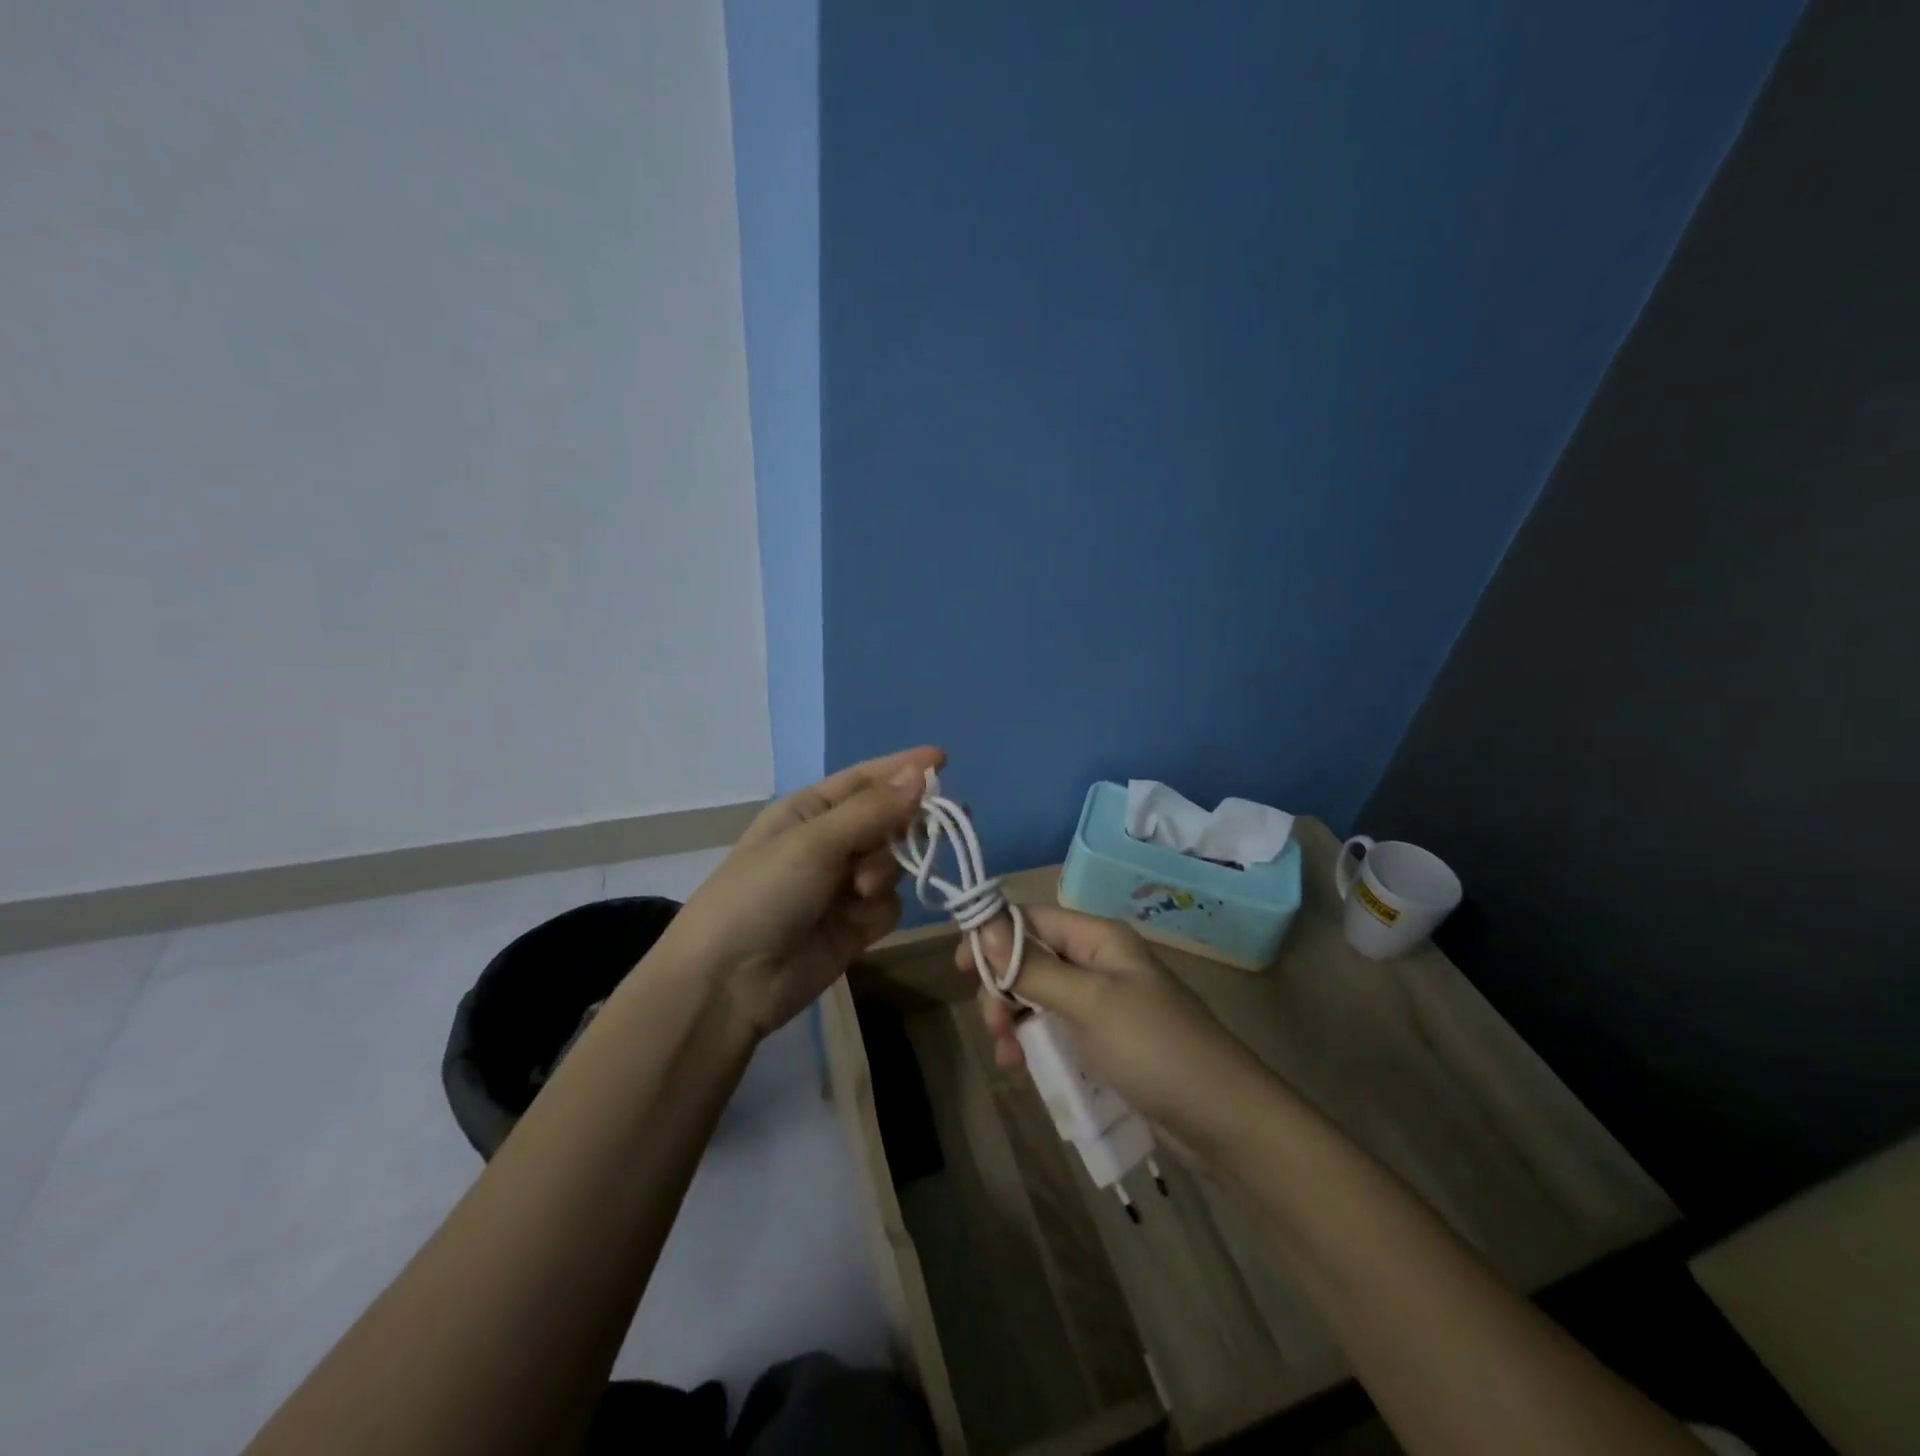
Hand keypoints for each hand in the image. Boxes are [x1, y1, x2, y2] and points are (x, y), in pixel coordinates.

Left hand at [659, 747, 943, 1037]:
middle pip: (888, 821)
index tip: (943, 759)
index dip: (904, 768)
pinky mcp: (855, 926)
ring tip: (860, 890)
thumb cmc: (763, 893)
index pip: (866, 779)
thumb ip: (873, 810)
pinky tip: (858, 923)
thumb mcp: (815, 842)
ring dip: (886, 872)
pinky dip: (880, 910)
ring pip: (895, 864)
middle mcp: (830, 842)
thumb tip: (922, 773)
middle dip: (902, 827)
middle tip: (935, 829)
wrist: (730, 982)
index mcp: (810, 810)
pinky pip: (891, 905)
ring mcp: (844, 886)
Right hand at [961, 905, 1274, 1158]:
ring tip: (1007, 1055)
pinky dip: (1037, 1042)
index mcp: (1099, 938)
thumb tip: (983, 927)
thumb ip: (1033, 967)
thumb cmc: (1154, 1047)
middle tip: (993, 1024)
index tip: (961, 969)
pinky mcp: (1106, 1040)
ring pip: (1041, 997)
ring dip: (1016, 1020)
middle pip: (1033, 958)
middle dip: (1004, 987)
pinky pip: (1058, 1029)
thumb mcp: (1088, 1003)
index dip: (994, 936)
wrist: (1222, 1118)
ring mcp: (1104, 1003)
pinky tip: (1023, 1066)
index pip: (1033, 919)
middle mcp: (1099, 962)